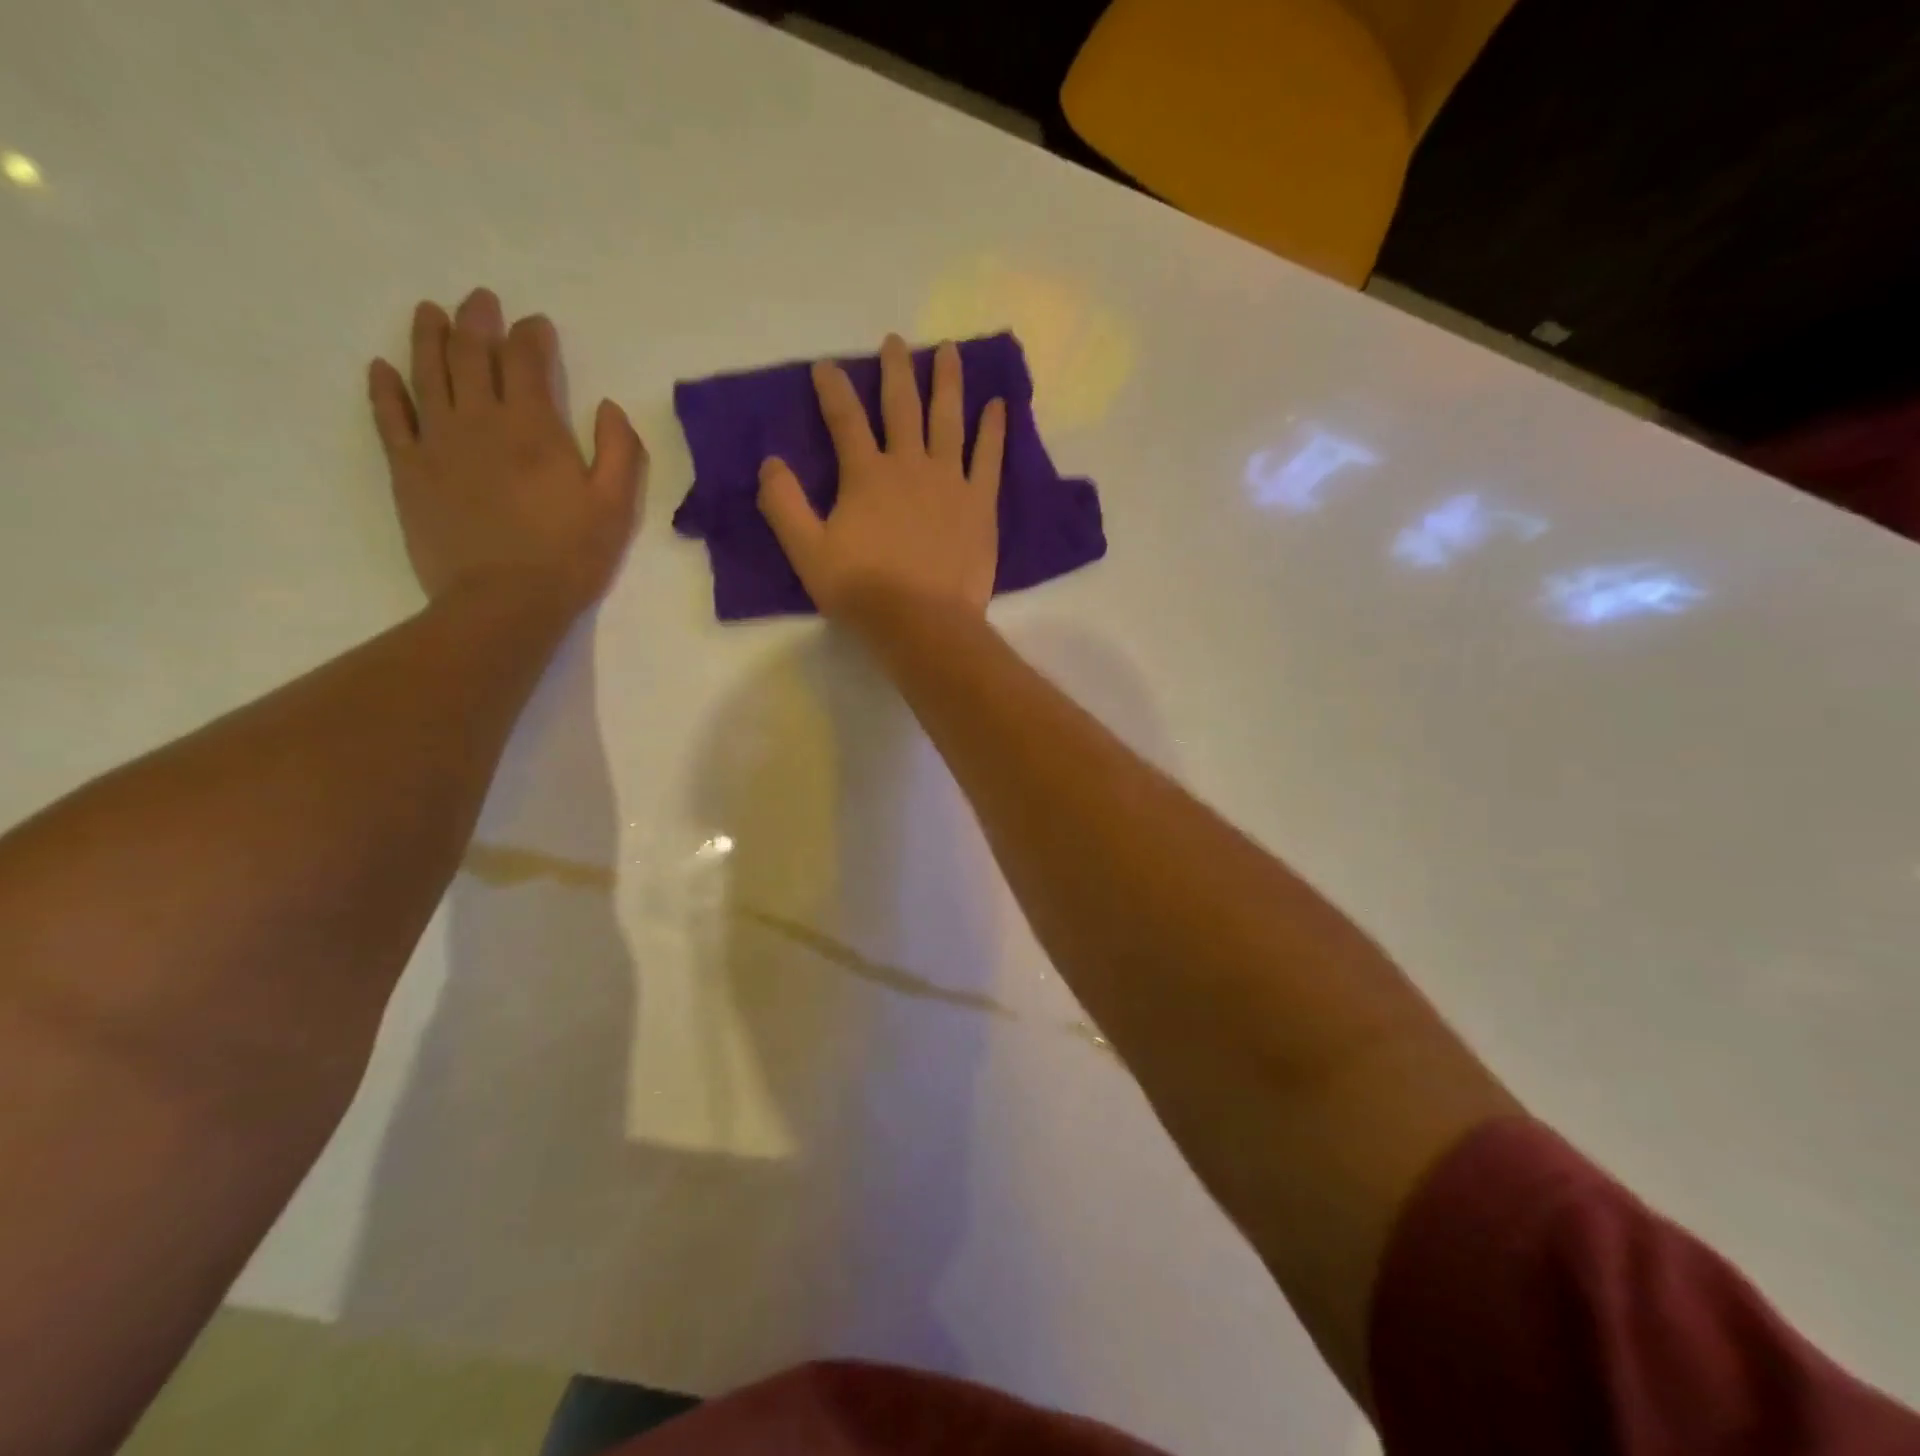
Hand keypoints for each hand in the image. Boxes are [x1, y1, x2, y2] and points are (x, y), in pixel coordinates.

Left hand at [368, 288, 645, 615]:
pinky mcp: (408, 469)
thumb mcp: (616, 506)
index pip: (525, 360)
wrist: (503, 601)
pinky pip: (389, 416)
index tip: (537, 324)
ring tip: (431, 312)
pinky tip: (383, 368)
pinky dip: (384, 387)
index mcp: (532, 426)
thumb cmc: (569, 556)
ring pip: (426, 372)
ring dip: (428, 336)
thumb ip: (619, 450)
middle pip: (470, 353)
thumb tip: (608, 406)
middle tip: (481, 301)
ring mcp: (436, 441)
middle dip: (478, 321)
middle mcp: (478, 419)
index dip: (531, 335)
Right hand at [757, 333, 1005, 623]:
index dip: (833, 389)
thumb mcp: (807, 552)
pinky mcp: (980, 503)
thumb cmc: (863, 591)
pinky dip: (993, 429)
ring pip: (948, 419)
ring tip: (949, 351)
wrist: (923, 622)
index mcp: (866, 475)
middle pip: (902, 406)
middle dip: (896, 370)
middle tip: (895, 342)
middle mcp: (909, 464)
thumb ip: (784, 505)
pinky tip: (997, 405)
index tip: (825, 366)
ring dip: (947, 382)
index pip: (844, 419)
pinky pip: (989, 457)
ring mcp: (950, 480)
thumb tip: (770, 462)